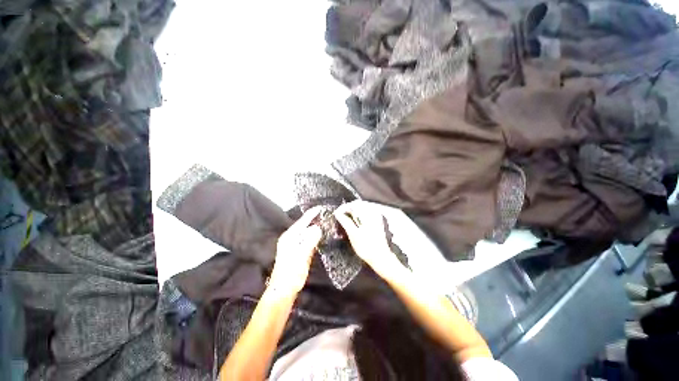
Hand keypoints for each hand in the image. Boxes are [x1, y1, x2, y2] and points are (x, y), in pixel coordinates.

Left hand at [268, 206, 322, 296]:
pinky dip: (315, 236)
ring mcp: (295, 245)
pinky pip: (308, 239)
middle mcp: (292, 238)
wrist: (284, 290)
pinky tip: (321, 235)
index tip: (321, 207)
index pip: (303, 221)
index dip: (312, 213)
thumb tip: (318, 228)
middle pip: (305, 225)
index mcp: (290, 236)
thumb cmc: (291, 272)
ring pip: (307, 232)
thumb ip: (309, 240)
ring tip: (326, 221)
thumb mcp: (301, 255)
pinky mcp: (299, 251)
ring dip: (315, 226)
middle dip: (314, 218)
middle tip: (327, 214)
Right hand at [334, 201, 403, 277]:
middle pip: (357, 205)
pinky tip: (353, 224)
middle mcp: (373, 213)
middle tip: (339, 217)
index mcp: (367, 214)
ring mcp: (376, 218)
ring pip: (361, 210)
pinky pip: (365, 215)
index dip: (343, 208)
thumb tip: (337, 213)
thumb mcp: (353, 234)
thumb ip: (345, 221)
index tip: (336, 214)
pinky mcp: (376, 223)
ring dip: (352, 214)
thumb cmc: (366, 247)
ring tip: (344, 221)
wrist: (381, 258)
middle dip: (347, 210)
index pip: (353, 204)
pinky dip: (357, 217)